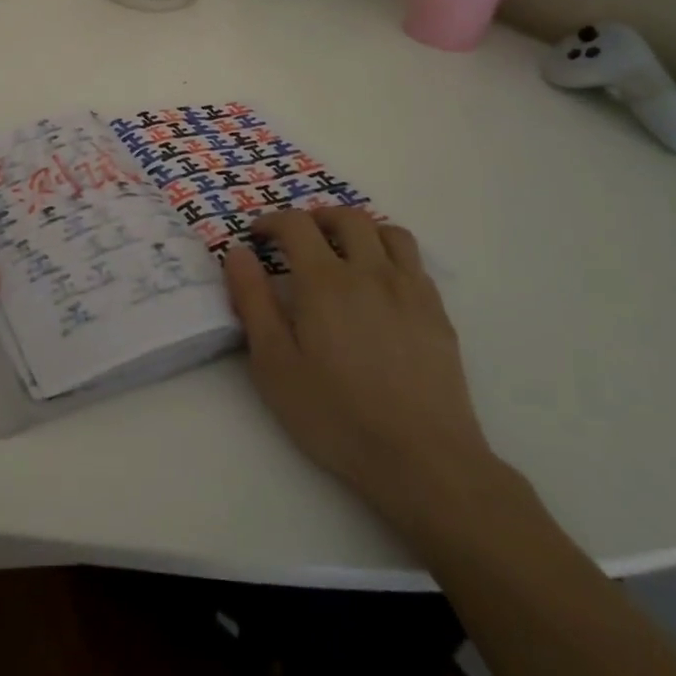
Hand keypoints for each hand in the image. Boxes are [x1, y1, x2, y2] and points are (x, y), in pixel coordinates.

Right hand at [225, 208, 502, 534]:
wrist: (421, 458)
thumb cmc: (335, 414)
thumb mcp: (274, 364)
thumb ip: (253, 302)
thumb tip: (238, 254)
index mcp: (324, 281)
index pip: (296, 225)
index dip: (272, 221)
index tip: (257, 237)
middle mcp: (369, 272)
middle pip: (346, 217)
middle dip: (316, 218)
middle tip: (298, 238)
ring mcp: (409, 289)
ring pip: (387, 231)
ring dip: (359, 229)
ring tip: (343, 251)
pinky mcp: (437, 312)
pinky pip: (414, 261)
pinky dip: (390, 254)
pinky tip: (380, 284)